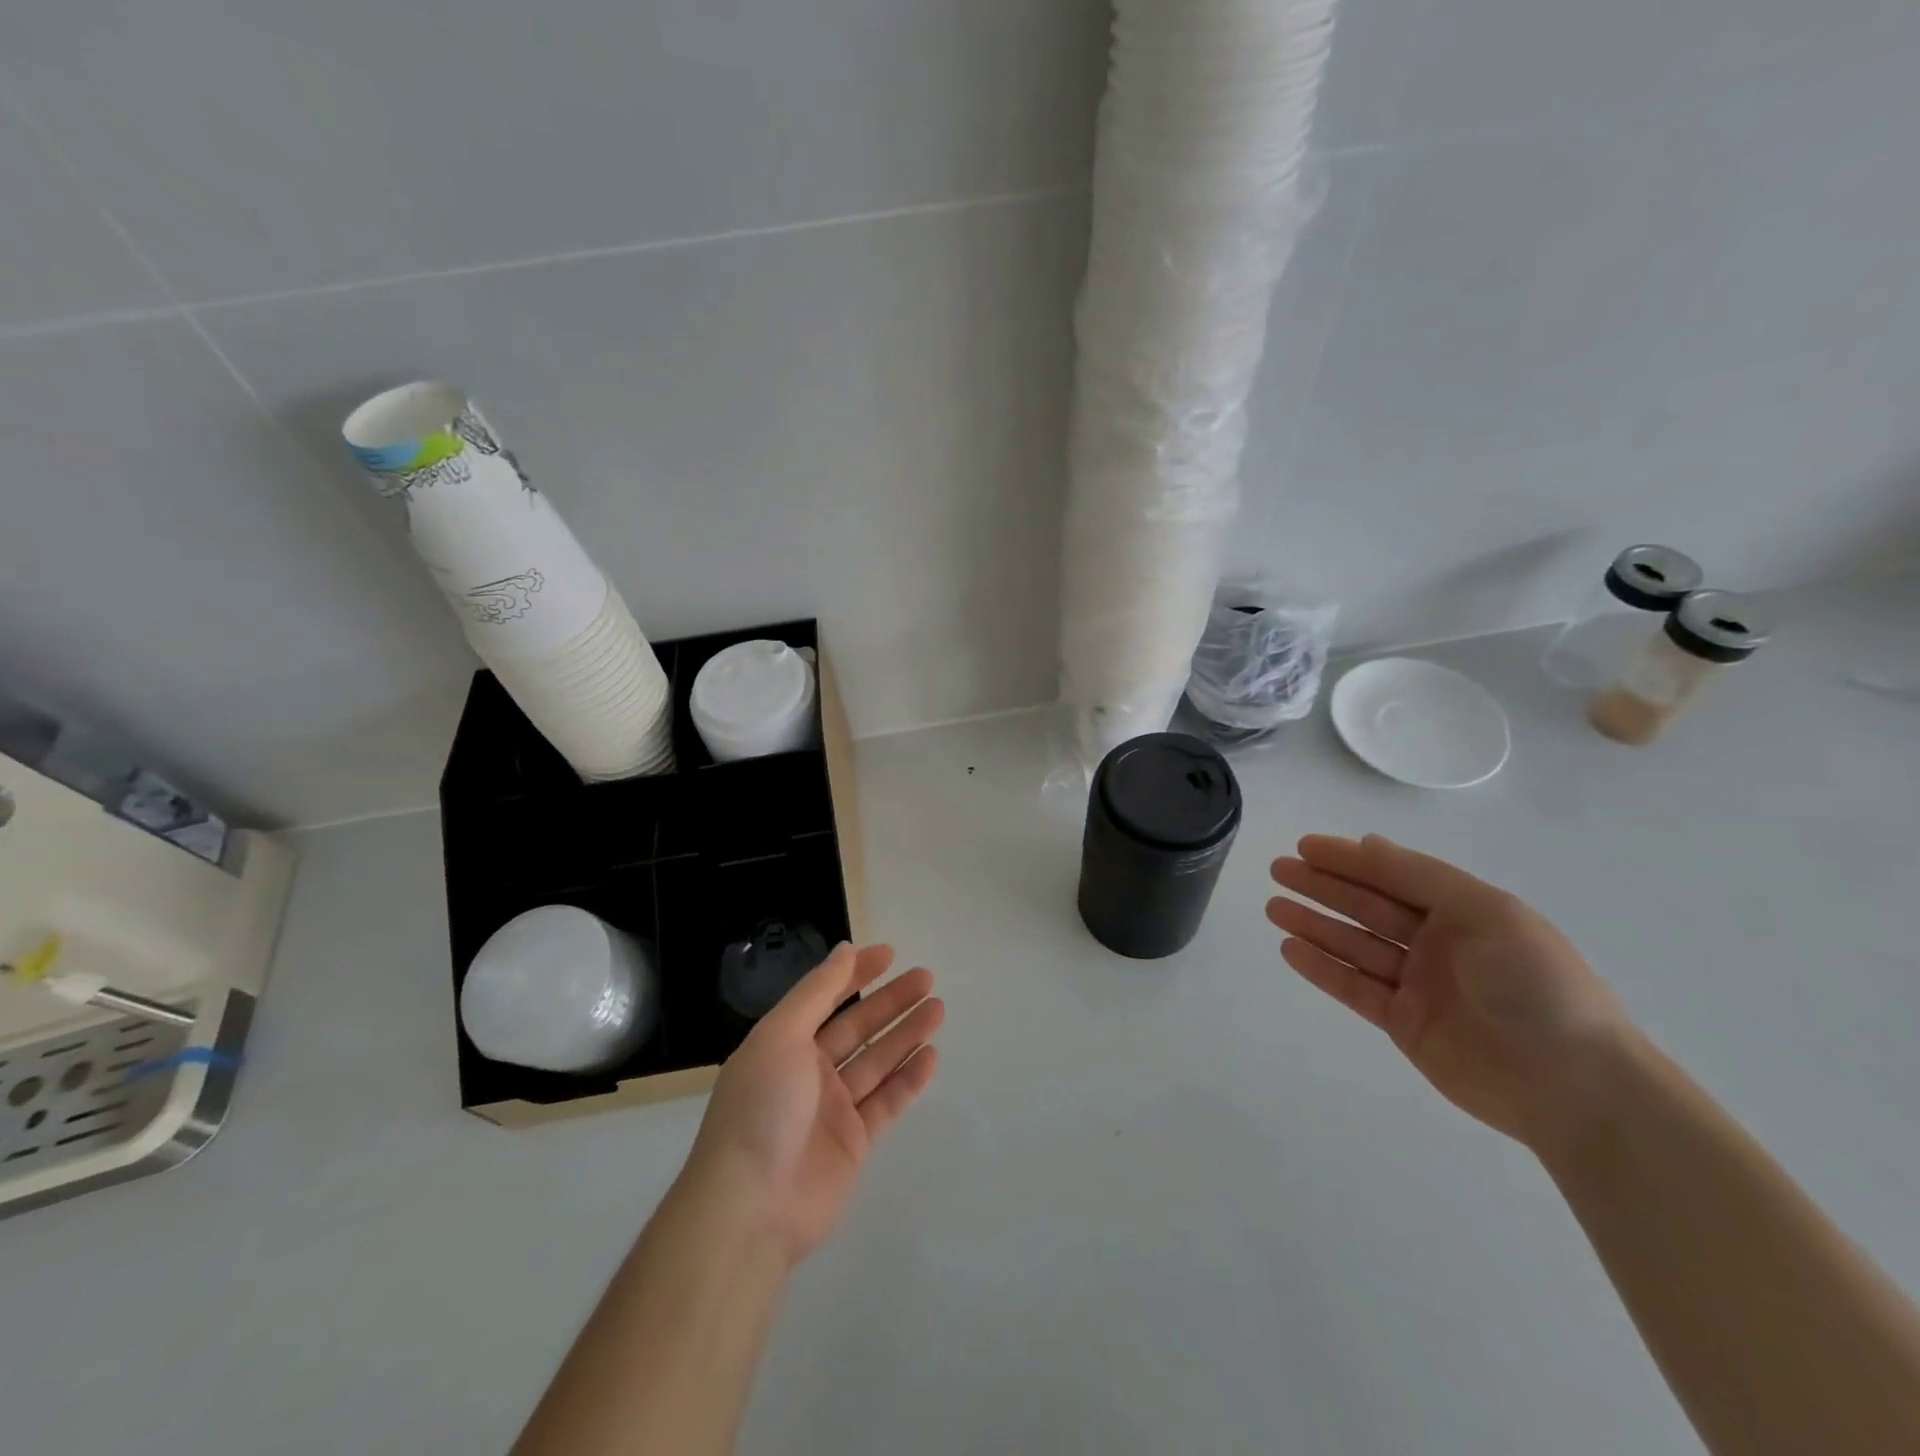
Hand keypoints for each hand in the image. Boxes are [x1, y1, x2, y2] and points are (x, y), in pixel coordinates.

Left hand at [682, 943, 942, 1266]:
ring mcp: (832, 1109)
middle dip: (890, 1001)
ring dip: (906, 1034)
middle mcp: (808, 1072)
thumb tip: (844, 950)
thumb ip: (816, 992)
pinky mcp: (854, 1143)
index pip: (825, 998)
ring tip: (938, 1009)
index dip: (855, 974)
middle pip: (857, 1027)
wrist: (751, 1208)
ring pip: (877, 1061)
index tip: (889, 954)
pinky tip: (931, 1056)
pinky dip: (908, 1079)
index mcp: (784, 1044)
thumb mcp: (782, 1036)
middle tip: (926, 978)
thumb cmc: (761, 1109)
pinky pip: (887, 1102)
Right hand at [1267, 835, 1629, 1149]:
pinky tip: (1291, 949)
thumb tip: (1368, 842)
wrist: (1573, 1086)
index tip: (1304, 846)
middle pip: (1368, 906)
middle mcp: (1438, 943)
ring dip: (1314, 924)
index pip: (1394, 875)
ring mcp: (1419, 985)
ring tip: (1274, 907)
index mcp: (1464, 911)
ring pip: (1355, 945)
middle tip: (1278, 870)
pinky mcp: (1405, 1024)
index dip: (1349, 859)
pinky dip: (1322, 968)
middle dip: (1323, 886)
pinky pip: (1355, 988)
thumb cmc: (1534, 983)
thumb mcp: (1484, 912)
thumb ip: (1419, 876)